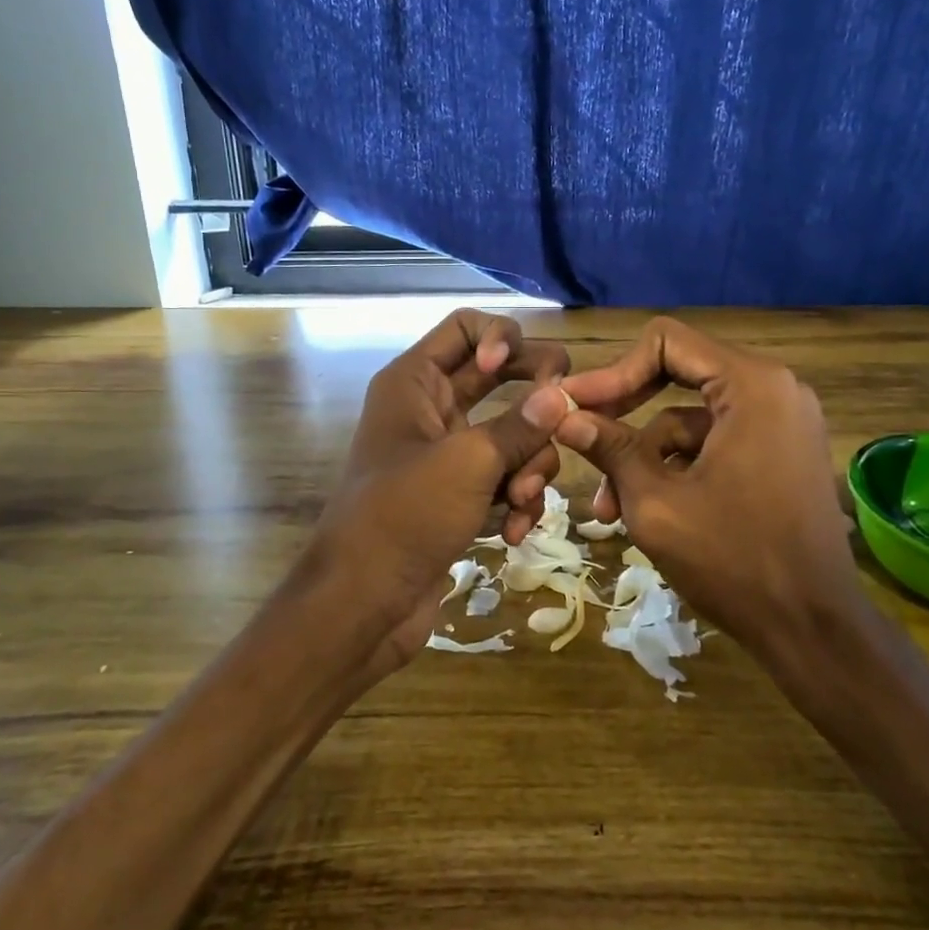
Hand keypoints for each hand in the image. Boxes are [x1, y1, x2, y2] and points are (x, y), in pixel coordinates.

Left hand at [291, 309, 570, 675]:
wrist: (364, 603)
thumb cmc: (405, 515)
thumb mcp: (469, 462)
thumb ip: (522, 424)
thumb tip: (563, 395)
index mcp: (415, 380)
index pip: (467, 326)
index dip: (504, 340)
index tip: (524, 376)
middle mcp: (430, 408)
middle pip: (501, 377)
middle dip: (536, 403)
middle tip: (564, 421)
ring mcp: (446, 453)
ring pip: (512, 434)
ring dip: (529, 465)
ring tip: (520, 500)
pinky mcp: (460, 495)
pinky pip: (505, 477)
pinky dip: (516, 500)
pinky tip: (513, 531)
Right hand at [555, 318, 866, 658]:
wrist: (814, 629)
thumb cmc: (733, 560)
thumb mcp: (656, 502)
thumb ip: (609, 447)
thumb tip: (561, 413)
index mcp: (752, 385)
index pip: (666, 343)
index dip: (614, 372)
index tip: (575, 407)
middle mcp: (774, 389)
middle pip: (677, 378)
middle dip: (625, 416)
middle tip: (580, 441)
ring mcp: (781, 423)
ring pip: (690, 421)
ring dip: (646, 458)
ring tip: (609, 510)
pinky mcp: (779, 454)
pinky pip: (714, 444)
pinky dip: (677, 470)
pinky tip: (647, 511)